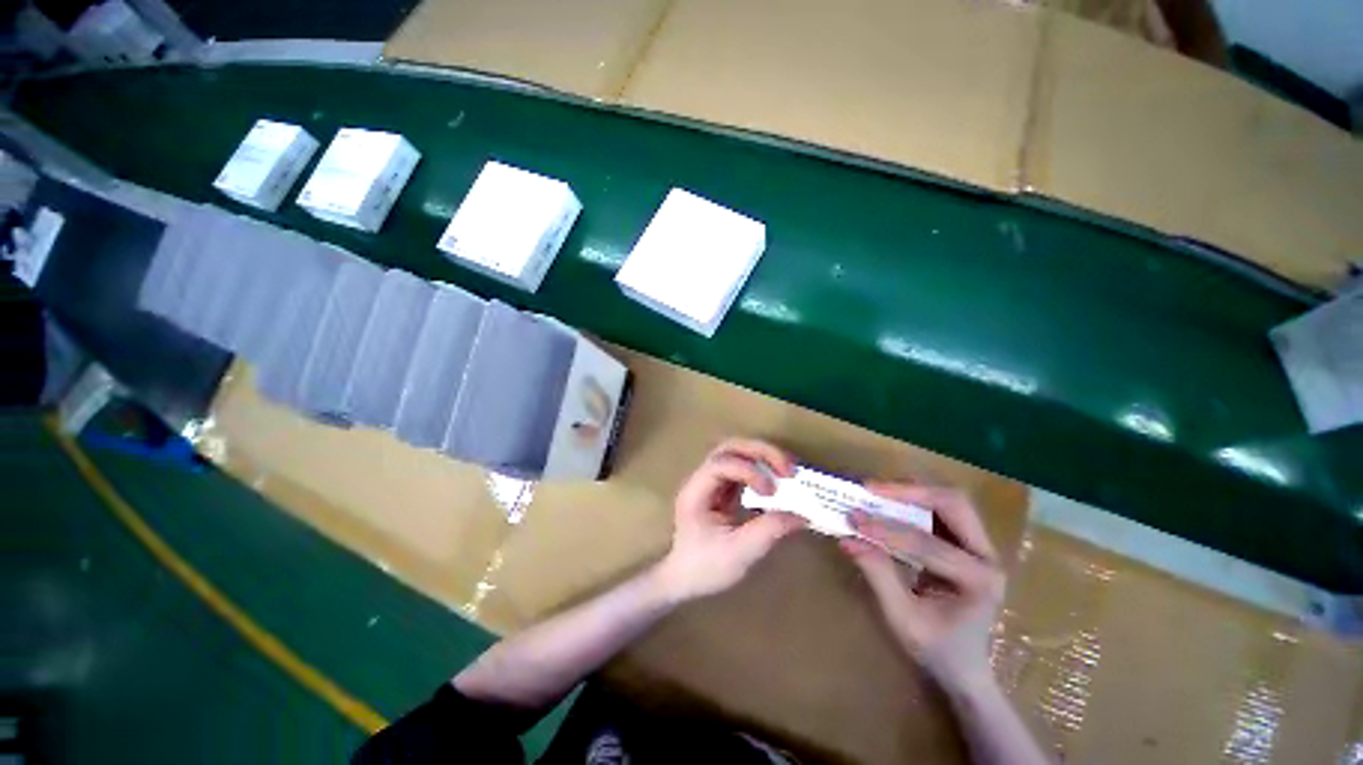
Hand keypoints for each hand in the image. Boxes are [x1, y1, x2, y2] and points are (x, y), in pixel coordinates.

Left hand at [655, 438, 806, 602]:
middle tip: (788, 469)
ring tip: (788, 470)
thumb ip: (769, 531)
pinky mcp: (722, 488)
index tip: (770, 492)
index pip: (720, 463)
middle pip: (729, 448)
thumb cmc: (704, 568)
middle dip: (760, 452)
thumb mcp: (739, 554)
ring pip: (737, 452)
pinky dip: (763, 468)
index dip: (748, 470)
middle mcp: (701, 479)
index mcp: (696, 492)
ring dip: (763, 456)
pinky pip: (743, 467)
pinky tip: (779, 479)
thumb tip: (802, 515)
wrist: (684, 580)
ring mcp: (711, 482)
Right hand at [840, 482, 1004, 693]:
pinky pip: (943, 508)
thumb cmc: (935, 649)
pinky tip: (891, 501)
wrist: (964, 667)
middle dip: (909, 492)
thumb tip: (848, 538)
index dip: (886, 529)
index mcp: (978, 581)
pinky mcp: (968, 542)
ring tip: (878, 491)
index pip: (926, 543)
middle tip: (870, 489)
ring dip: (912, 490)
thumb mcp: (902, 619)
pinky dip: (915, 499)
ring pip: (950, 500)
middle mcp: (987, 557)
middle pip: (953, 504)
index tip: (852, 518)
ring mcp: (981, 547)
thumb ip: (878, 575)